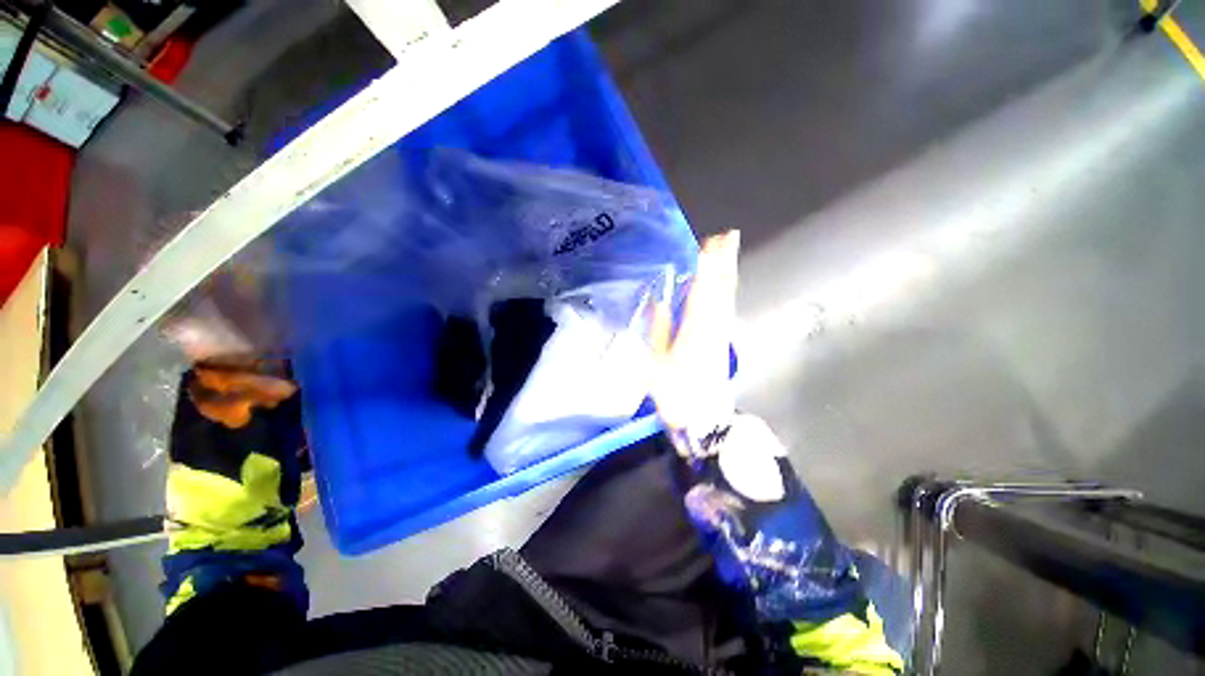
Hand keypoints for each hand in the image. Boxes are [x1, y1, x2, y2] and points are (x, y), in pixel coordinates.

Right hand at [650, 230, 739, 451]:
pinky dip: (725, 291)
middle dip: (724, 262)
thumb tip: (660, 302)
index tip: (707, 243)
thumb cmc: (676, 394)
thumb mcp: (656, 363)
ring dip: (727, 272)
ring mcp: (722, 334)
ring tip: (726, 251)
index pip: (703, 291)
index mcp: (696, 330)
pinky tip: (722, 284)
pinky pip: (726, 309)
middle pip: (722, 289)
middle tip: (727, 236)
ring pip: (727, 297)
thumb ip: (658, 330)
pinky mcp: (724, 341)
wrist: (704, 421)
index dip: (706, 266)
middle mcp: (714, 327)